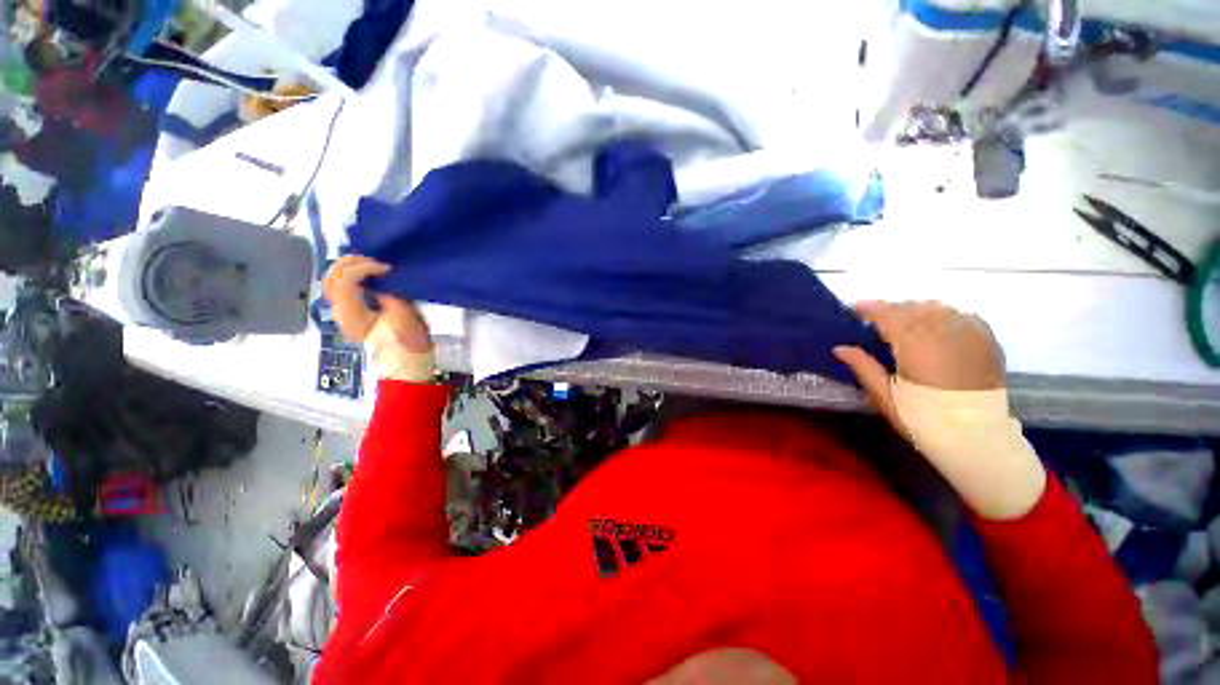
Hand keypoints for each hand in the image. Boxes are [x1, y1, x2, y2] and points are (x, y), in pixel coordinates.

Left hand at [322, 256, 431, 352]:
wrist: (407, 357)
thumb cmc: (409, 340)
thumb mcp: (406, 318)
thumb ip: (390, 295)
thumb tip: (382, 278)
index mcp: (353, 317)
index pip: (344, 282)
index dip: (363, 269)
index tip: (386, 268)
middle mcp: (340, 312)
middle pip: (331, 277)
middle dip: (352, 263)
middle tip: (377, 263)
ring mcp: (342, 311)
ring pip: (332, 279)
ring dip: (351, 267)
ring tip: (373, 266)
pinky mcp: (350, 309)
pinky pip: (342, 285)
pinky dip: (353, 274)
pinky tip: (371, 274)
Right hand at [834, 301, 1004, 428]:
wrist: (976, 438)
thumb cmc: (922, 418)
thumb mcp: (884, 395)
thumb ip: (863, 367)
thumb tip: (840, 348)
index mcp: (916, 345)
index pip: (890, 315)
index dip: (871, 308)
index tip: (856, 307)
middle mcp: (944, 333)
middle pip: (914, 308)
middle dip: (893, 309)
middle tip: (878, 319)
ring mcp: (970, 336)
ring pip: (939, 308)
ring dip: (918, 310)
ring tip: (906, 321)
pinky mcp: (988, 343)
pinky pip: (964, 316)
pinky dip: (946, 316)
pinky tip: (938, 326)